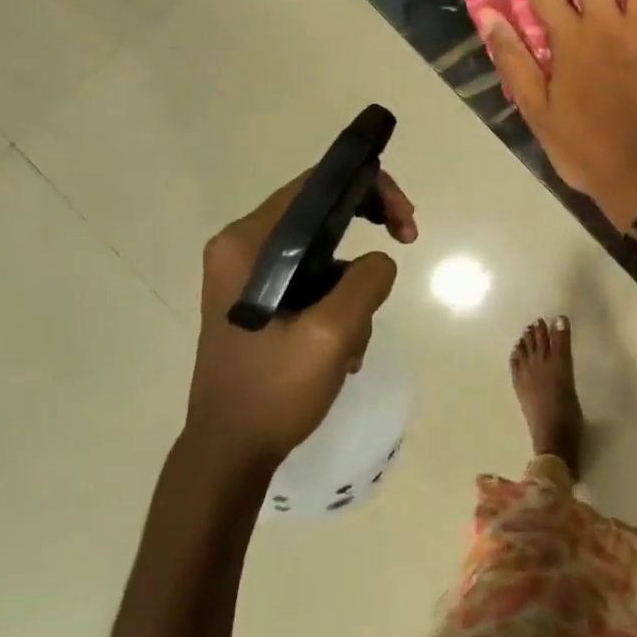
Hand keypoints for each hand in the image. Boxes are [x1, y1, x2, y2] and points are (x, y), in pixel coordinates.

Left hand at [186, 168, 417, 472]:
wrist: (229, 452)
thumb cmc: (273, 390)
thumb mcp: (331, 333)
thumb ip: (366, 281)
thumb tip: (380, 261)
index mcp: (248, 242)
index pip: (318, 184)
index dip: (372, 188)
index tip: (406, 224)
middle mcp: (243, 247)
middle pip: (323, 211)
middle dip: (372, 227)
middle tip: (407, 242)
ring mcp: (249, 274)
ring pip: (325, 251)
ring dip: (355, 286)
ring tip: (357, 338)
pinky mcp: (260, 299)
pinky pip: (315, 281)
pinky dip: (340, 304)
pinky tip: (343, 349)